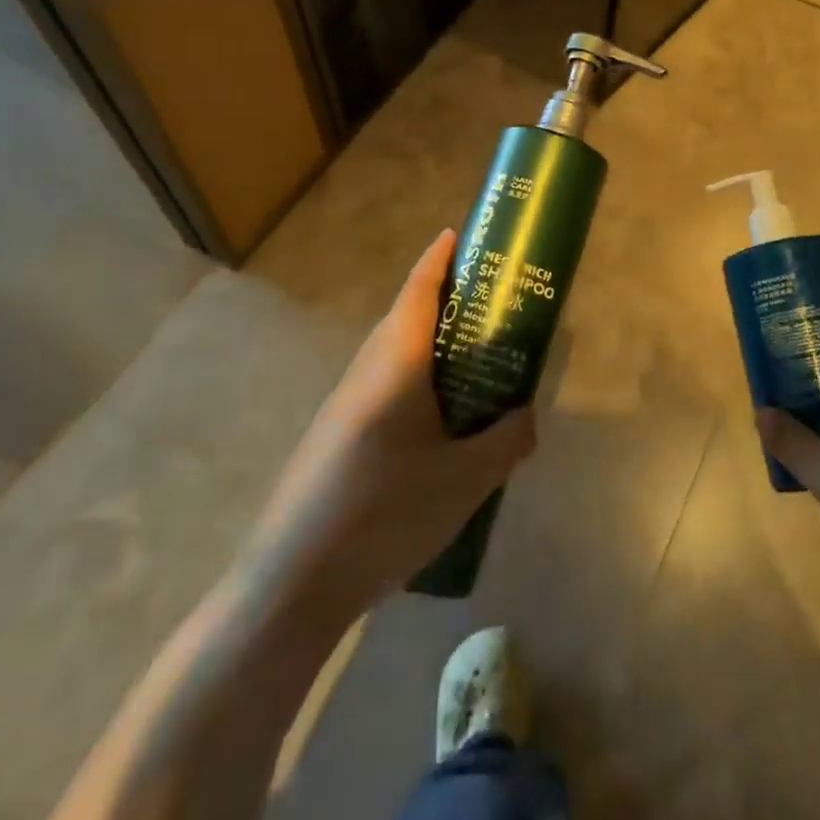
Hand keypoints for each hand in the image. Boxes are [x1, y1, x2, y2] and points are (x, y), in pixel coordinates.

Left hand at [247, 230, 536, 618]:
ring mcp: (344, 403)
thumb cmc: (385, 512)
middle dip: (446, 301)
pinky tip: (437, 426)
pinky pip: (383, 387)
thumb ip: (507, 441)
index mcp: (397, 361)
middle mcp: (366, 369)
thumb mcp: (466, 480)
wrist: (291, 584)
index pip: (419, 288)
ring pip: (394, 354)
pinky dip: (415, 382)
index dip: (440, 258)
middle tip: (490, 307)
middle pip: (406, 316)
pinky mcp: (335, 436)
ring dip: (431, 345)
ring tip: (473, 365)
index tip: (462, 235)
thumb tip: (527, 417)